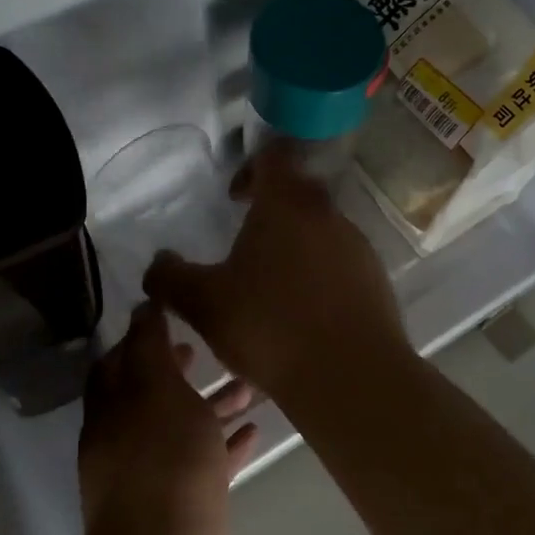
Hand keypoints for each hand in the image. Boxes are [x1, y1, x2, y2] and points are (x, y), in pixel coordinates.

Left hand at [78, 302, 259, 534]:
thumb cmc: (164, 468)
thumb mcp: (158, 392)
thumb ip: (150, 347)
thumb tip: (142, 306)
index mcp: (109, 415)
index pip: (116, 364)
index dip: (141, 338)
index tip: (176, 317)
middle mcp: (124, 446)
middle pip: (152, 397)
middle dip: (182, 371)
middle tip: (215, 348)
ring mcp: (154, 482)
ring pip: (183, 431)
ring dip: (211, 406)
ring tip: (253, 386)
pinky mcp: (185, 512)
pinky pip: (205, 467)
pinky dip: (225, 446)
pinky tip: (256, 432)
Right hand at [143, 141, 409, 403]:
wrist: (350, 377)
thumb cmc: (270, 327)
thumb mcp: (203, 304)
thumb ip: (171, 278)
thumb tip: (159, 263)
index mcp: (287, 204)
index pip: (273, 157)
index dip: (250, 168)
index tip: (234, 198)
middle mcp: (327, 214)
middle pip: (299, 193)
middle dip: (272, 212)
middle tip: (246, 245)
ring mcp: (357, 246)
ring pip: (321, 231)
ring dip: (296, 247)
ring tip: (271, 288)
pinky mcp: (376, 280)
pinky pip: (340, 264)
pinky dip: (319, 276)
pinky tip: (302, 315)